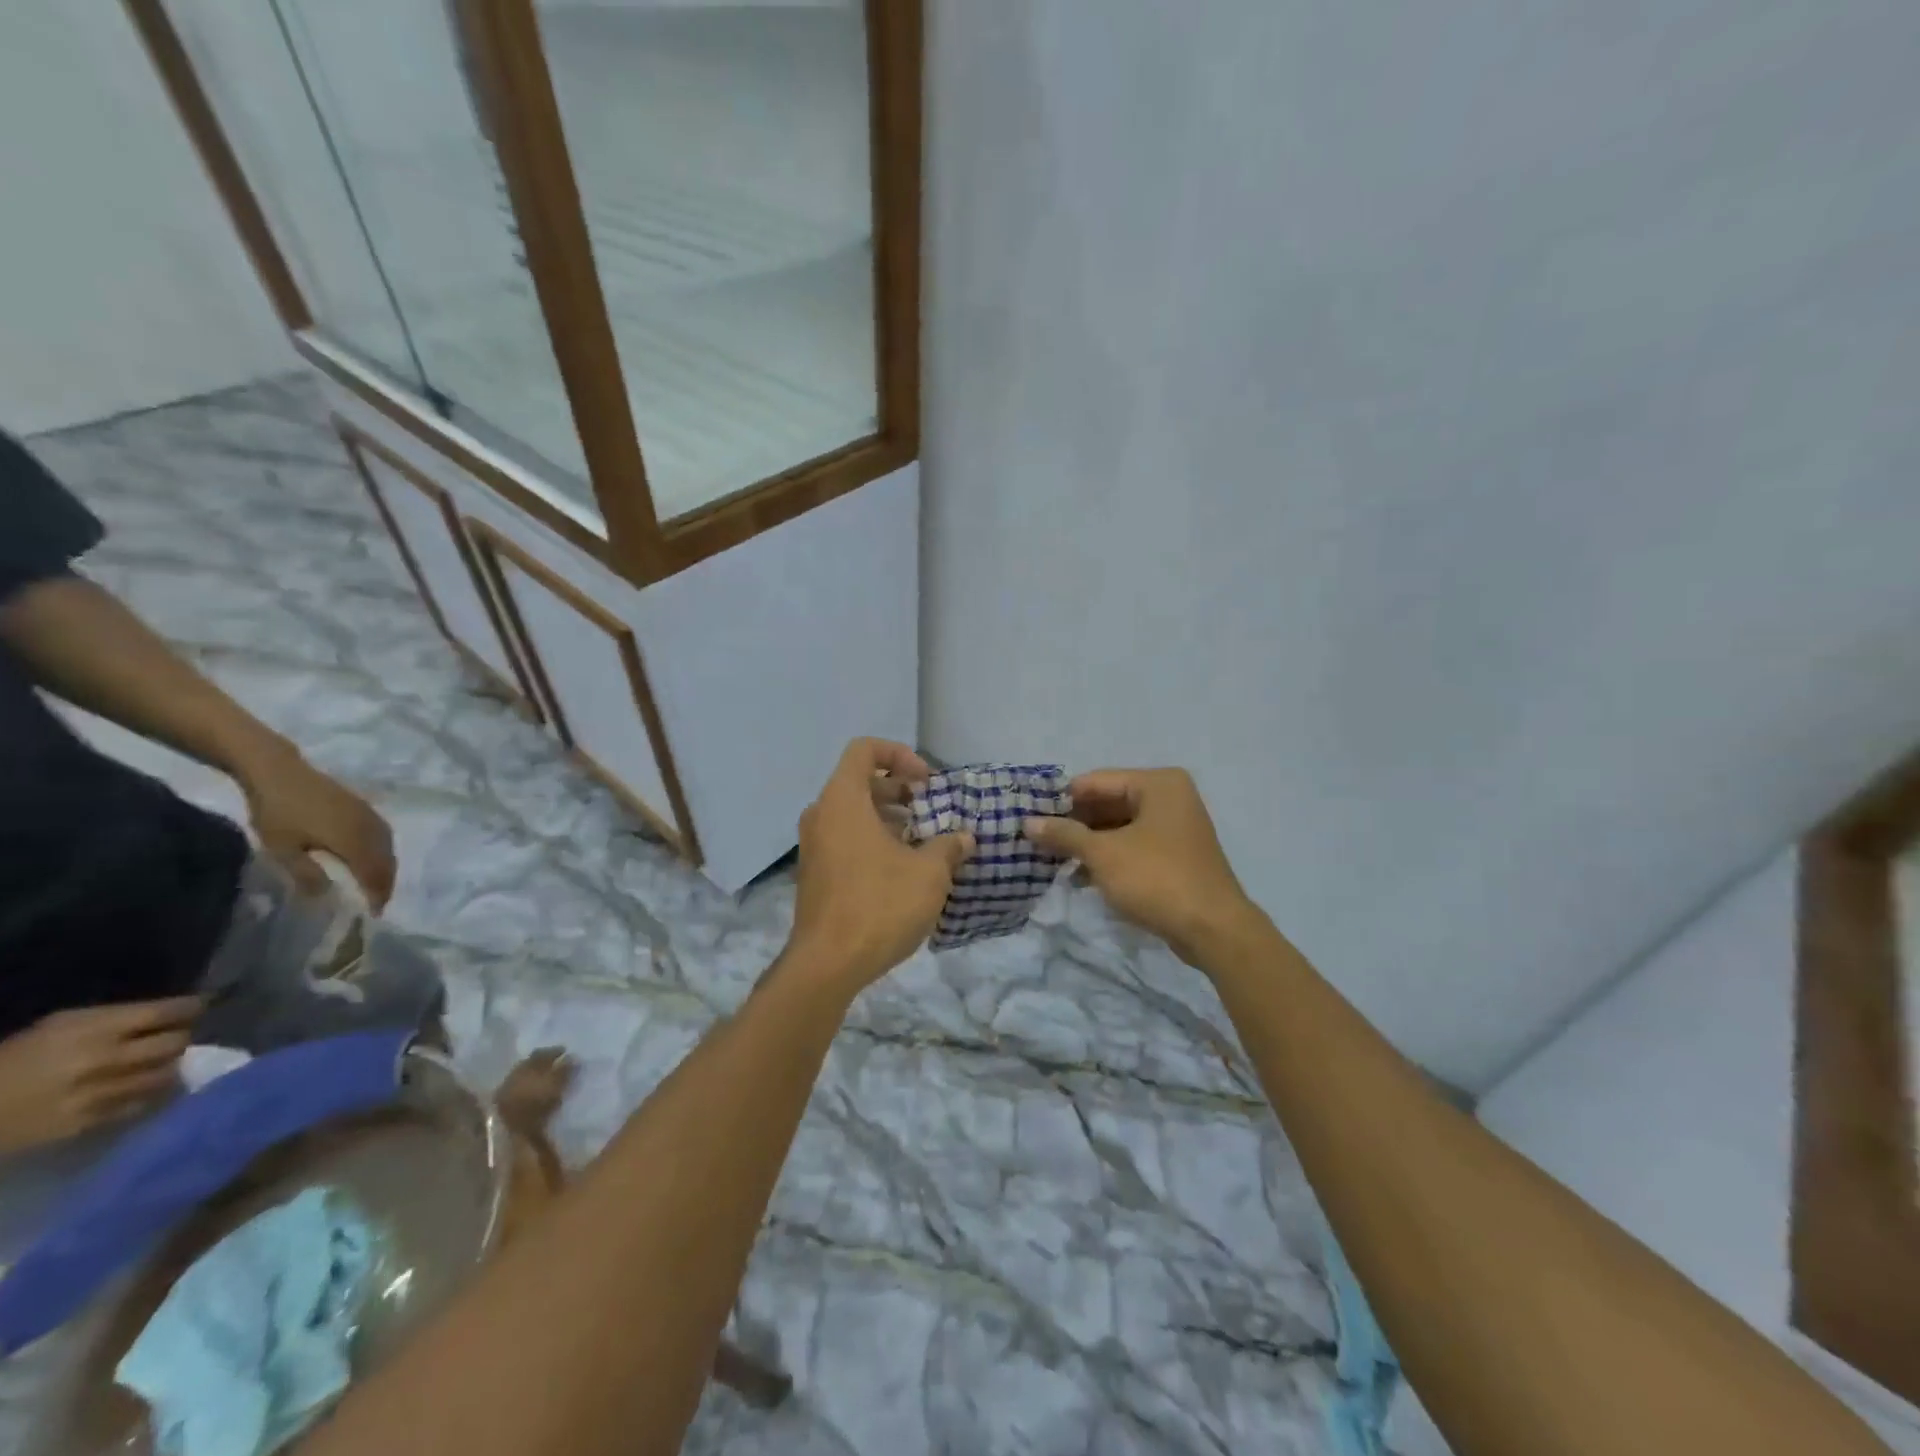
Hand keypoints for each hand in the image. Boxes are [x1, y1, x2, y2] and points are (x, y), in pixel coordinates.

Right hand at [0, 998, 200, 1153]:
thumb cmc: (13, 1059)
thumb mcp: (62, 1025)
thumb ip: (117, 1018)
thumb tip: (166, 1013)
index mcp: (93, 1030)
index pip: (167, 1012)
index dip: (191, 1008)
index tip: (200, 1007)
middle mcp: (104, 1059)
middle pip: (175, 1043)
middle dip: (183, 1037)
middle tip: (179, 1036)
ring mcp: (99, 1094)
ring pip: (167, 1074)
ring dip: (171, 1066)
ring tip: (164, 1062)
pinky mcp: (90, 1123)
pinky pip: (143, 1103)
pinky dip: (152, 1092)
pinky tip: (147, 1086)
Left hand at [240, 747, 395, 909]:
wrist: (280, 772)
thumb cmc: (277, 812)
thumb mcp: (281, 848)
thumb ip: (306, 873)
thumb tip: (325, 895)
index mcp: (355, 841)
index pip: (375, 874)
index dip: (377, 894)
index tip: (373, 913)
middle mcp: (371, 829)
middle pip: (387, 861)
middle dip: (385, 884)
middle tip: (377, 903)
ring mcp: (371, 817)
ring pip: (389, 848)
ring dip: (386, 868)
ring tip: (376, 884)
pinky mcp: (366, 809)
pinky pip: (384, 836)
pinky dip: (383, 852)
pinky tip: (372, 858)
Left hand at [787, 738, 973, 992]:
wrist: (827, 965)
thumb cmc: (879, 906)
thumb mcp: (928, 874)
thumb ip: (948, 847)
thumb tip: (964, 838)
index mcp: (842, 801)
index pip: (864, 750)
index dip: (899, 755)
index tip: (927, 783)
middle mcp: (821, 815)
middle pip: (860, 782)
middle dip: (899, 790)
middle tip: (931, 811)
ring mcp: (814, 846)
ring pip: (853, 814)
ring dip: (889, 819)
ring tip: (923, 842)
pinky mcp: (816, 874)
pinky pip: (846, 840)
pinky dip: (874, 841)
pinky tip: (903, 870)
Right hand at [1024, 768, 1258, 966]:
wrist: (1214, 929)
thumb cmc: (1156, 879)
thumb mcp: (1103, 854)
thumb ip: (1064, 835)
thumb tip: (1027, 823)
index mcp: (1157, 784)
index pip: (1096, 781)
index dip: (1061, 800)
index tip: (1029, 816)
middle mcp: (1169, 797)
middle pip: (1108, 802)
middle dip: (1074, 824)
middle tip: (1037, 840)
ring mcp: (1175, 827)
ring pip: (1119, 827)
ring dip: (1088, 843)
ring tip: (1052, 860)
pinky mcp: (1176, 855)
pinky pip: (1133, 846)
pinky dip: (1108, 857)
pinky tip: (1080, 876)